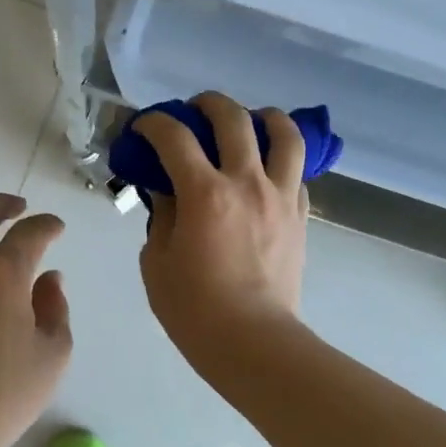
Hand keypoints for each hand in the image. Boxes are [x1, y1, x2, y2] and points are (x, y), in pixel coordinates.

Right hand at [136, 92, 308, 364]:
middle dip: (208, 104)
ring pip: (285, 134)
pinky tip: (267, 171)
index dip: (154, 123)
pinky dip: (281, 161)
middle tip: (194, 112)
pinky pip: (297, 172)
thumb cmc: (194, 309)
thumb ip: (162, 215)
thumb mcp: (157, 261)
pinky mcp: (300, 215)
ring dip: (264, 117)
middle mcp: (247, 182)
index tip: (145, 128)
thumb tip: (166, 189)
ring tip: (251, 122)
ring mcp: (280, 196)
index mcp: (205, 193)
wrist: (253, 342)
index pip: (175, 136)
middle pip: (233, 118)